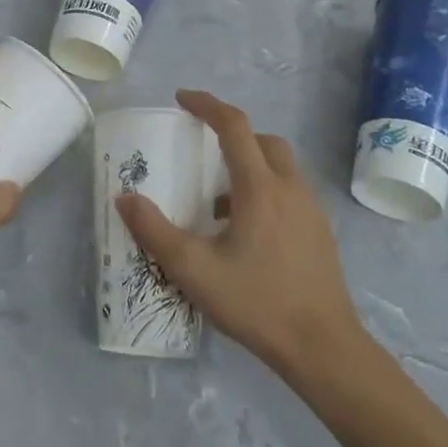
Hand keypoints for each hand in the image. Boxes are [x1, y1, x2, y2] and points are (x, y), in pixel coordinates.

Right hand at [116, 91, 364, 379]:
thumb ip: (155, 231)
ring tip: (219, 202)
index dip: (207, 105)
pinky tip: (247, 232)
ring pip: (280, 166)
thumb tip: (124, 198)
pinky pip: (290, 191)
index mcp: (260, 188)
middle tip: (203, 149)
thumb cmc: (256, 303)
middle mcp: (290, 188)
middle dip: (232, 134)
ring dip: (250, 166)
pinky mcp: (320, 231)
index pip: (234, 126)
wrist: (323, 347)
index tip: (182, 99)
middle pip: (263, 140)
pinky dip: (266, 190)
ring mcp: (311, 209)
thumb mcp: (194, 270)